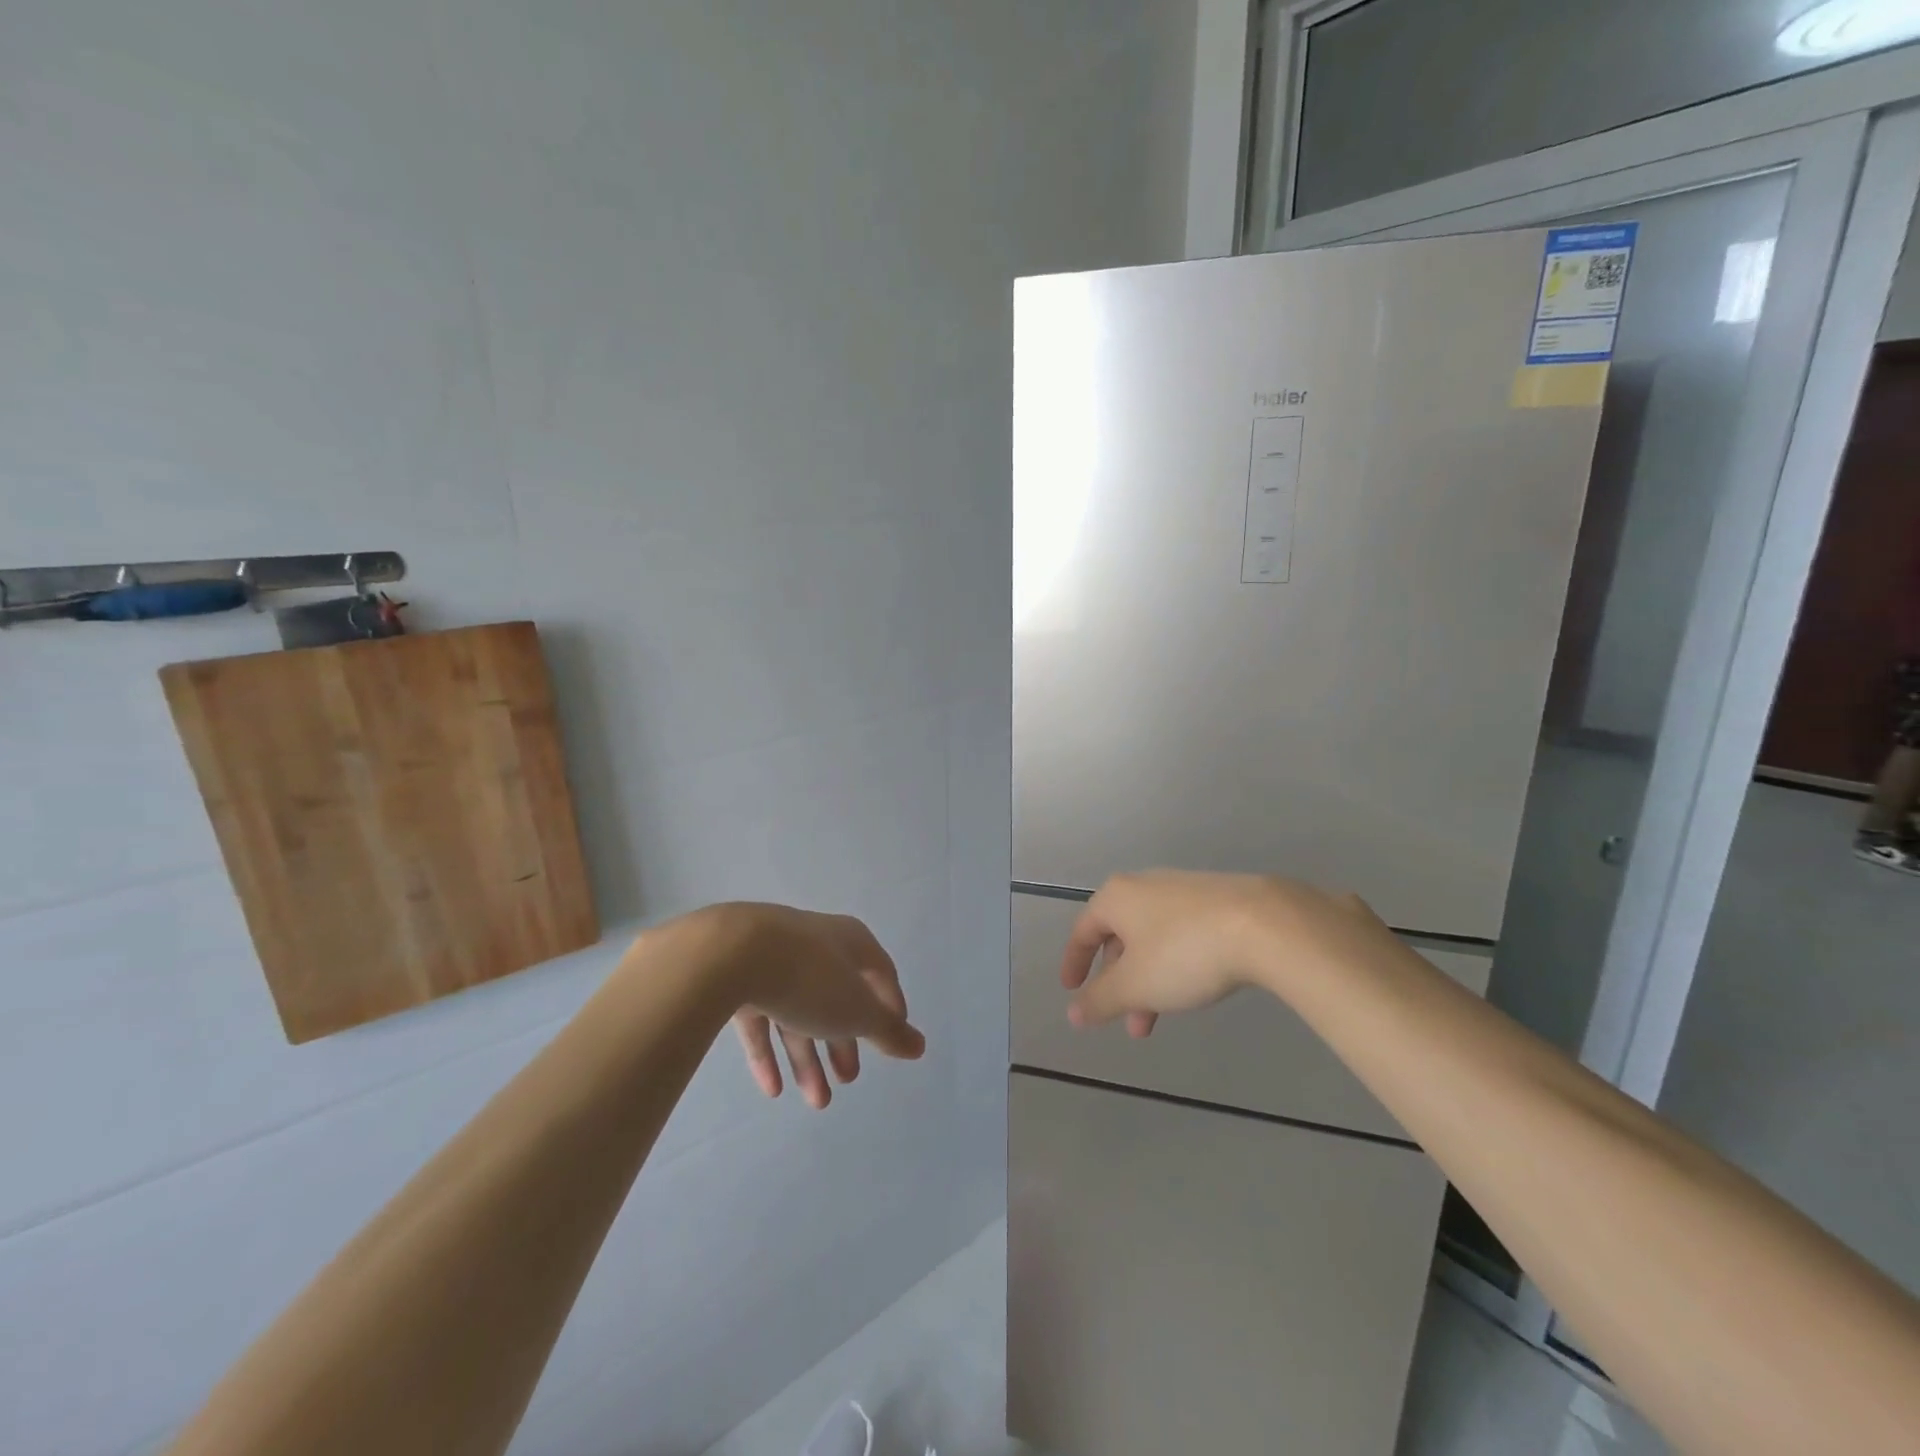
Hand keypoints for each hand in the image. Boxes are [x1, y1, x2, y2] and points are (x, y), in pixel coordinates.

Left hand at [697, 904, 925, 1108]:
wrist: (729, 954)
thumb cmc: (810, 978)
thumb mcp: (857, 1011)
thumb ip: (888, 1031)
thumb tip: (919, 1045)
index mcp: (850, 941)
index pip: (880, 973)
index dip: (890, 1007)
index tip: (892, 1040)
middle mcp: (815, 944)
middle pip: (837, 997)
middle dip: (844, 1042)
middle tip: (849, 1079)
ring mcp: (774, 959)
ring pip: (798, 1012)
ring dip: (808, 1057)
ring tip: (817, 1101)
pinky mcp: (737, 977)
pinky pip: (760, 1018)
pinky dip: (769, 1052)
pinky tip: (772, 1090)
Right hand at [1062, 870, 1386, 1034]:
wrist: (1266, 924)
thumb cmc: (1184, 953)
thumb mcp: (1135, 986)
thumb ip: (1100, 1000)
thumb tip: (1073, 1013)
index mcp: (1116, 897)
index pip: (1083, 930)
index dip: (1074, 962)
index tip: (1072, 989)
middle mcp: (1145, 886)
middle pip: (1120, 936)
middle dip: (1119, 982)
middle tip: (1126, 1020)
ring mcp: (1184, 889)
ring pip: (1152, 938)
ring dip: (1148, 980)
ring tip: (1161, 1019)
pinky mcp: (1218, 898)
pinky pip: (1181, 933)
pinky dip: (1174, 963)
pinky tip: (1193, 985)